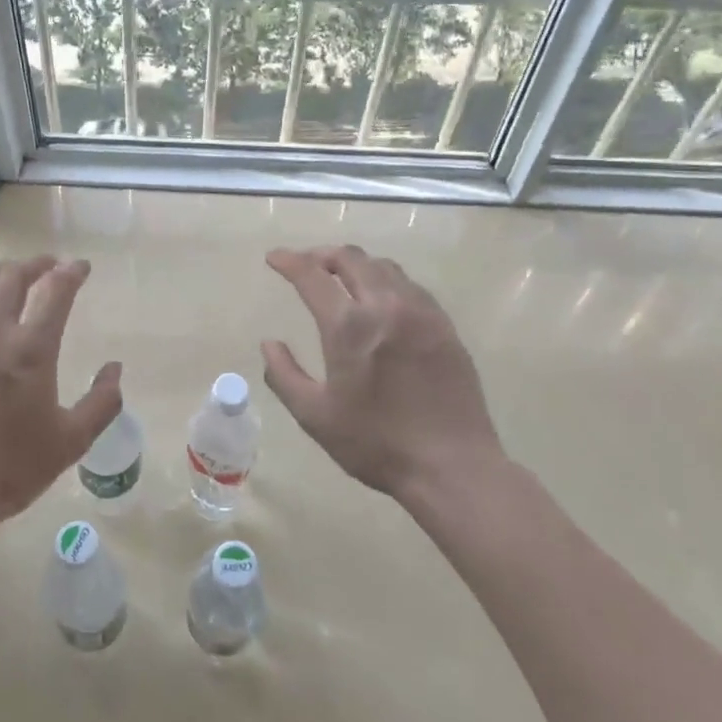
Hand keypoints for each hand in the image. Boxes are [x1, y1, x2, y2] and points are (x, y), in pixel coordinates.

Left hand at [0, 256, 120, 533]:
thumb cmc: (8, 470)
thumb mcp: (70, 442)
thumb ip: (102, 403)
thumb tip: (115, 368)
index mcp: (30, 349)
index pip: (56, 291)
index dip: (72, 272)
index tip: (81, 266)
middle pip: (14, 277)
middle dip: (36, 265)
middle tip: (48, 266)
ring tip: (9, 275)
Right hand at [262, 245, 503, 505]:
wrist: (452, 467)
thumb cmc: (377, 444)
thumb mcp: (315, 417)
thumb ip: (284, 375)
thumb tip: (269, 344)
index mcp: (349, 326)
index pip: (311, 275)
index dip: (288, 260)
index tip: (273, 258)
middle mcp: (386, 305)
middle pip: (350, 258)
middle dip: (321, 254)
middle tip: (305, 265)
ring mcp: (420, 312)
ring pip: (382, 266)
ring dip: (355, 264)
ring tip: (341, 278)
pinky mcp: (444, 325)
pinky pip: (409, 285)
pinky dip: (385, 280)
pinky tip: (381, 300)